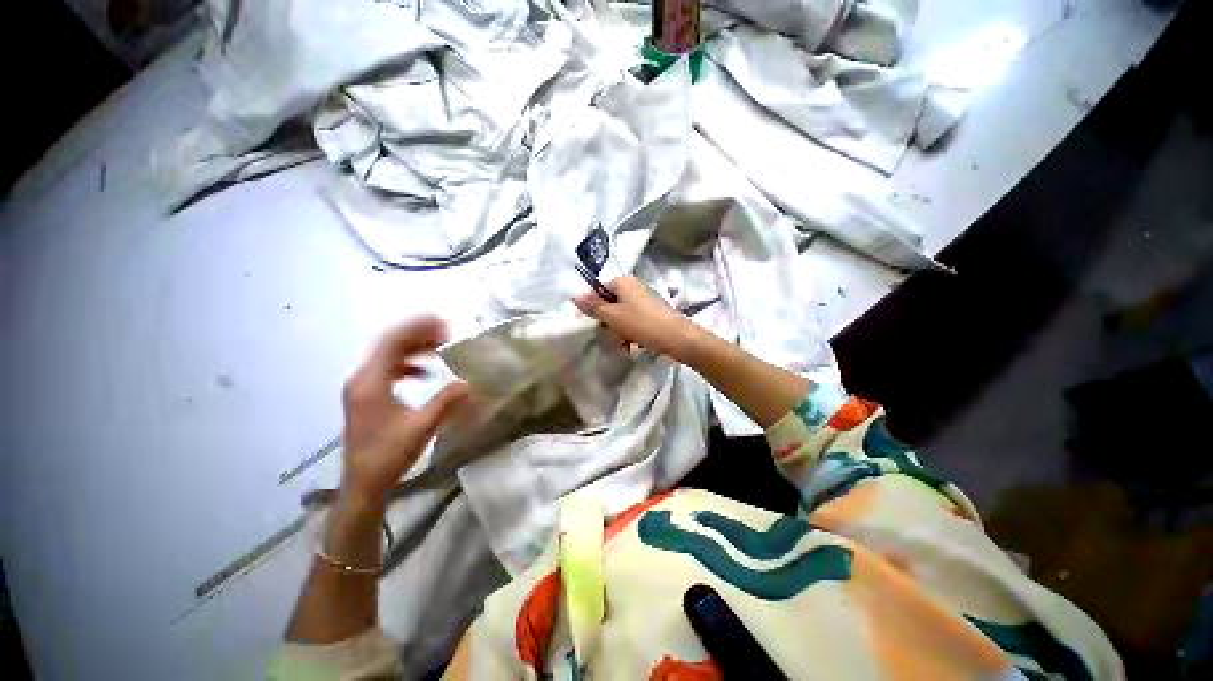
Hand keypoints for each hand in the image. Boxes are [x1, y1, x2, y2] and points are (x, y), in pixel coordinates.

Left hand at [338, 316, 470, 515]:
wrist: (362, 484)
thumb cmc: (388, 456)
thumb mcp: (421, 428)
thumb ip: (446, 402)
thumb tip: (470, 382)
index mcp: (370, 383)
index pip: (393, 342)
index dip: (418, 328)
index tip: (445, 323)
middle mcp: (362, 379)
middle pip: (389, 344)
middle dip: (419, 334)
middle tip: (448, 332)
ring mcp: (362, 388)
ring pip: (388, 355)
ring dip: (415, 348)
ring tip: (441, 346)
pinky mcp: (366, 396)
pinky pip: (388, 369)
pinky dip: (408, 364)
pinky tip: (426, 372)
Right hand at [574, 275, 699, 359]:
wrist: (676, 338)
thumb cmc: (641, 323)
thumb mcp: (612, 315)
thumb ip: (593, 306)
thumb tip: (574, 296)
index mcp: (623, 282)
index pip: (598, 290)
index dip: (593, 307)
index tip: (595, 323)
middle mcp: (633, 287)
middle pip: (609, 305)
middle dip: (608, 324)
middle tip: (613, 336)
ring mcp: (643, 301)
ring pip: (620, 317)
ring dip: (618, 333)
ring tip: (625, 345)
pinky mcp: (650, 314)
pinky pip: (632, 323)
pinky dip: (630, 335)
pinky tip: (633, 346)